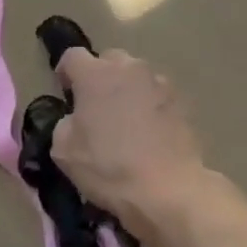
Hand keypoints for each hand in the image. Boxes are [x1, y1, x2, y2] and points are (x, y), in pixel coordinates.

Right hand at [52, 49, 206, 226]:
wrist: (168, 190)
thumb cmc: (108, 168)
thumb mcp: (63, 150)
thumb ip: (65, 123)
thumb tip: (76, 119)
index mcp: (96, 75)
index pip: (72, 56)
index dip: (65, 72)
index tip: (66, 93)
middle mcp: (130, 69)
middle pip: (109, 61)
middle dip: (100, 77)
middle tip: (95, 106)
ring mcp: (160, 84)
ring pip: (136, 77)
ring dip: (127, 91)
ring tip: (124, 121)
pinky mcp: (182, 103)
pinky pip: (157, 97)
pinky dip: (148, 108)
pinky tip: (147, 134)